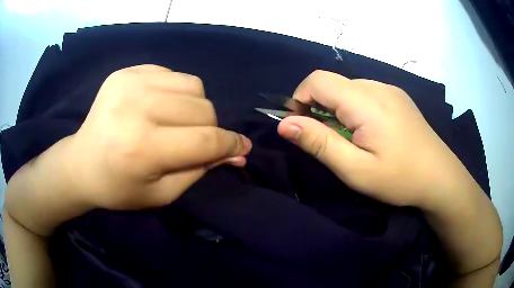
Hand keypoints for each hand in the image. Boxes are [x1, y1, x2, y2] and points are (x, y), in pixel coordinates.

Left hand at [67, 65, 251, 209]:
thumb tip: (237, 153)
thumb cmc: (119, 188)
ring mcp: (129, 83)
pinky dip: (176, 91)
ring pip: (193, 86)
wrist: (81, 164)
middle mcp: (136, 108)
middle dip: (210, 129)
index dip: (230, 144)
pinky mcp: (125, 72)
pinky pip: (171, 74)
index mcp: (142, 148)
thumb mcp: (162, 193)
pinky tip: (159, 106)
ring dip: (195, 107)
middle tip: (195, 142)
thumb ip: (201, 170)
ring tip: (177, 122)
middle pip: (203, 109)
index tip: (242, 147)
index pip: (205, 140)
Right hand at [277, 70, 468, 207]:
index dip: (300, 98)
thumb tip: (285, 124)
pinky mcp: (398, 97)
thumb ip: (319, 143)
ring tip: (351, 139)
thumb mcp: (355, 169)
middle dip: (319, 107)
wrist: (440, 177)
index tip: (302, 126)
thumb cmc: (399, 178)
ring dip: (338, 109)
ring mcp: (390, 90)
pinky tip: (370, 132)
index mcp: (365, 100)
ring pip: (349, 88)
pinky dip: (355, 108)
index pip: (317, 80)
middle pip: (333, 84)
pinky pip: (366, 94)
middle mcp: (377, 86)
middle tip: (329, 141)